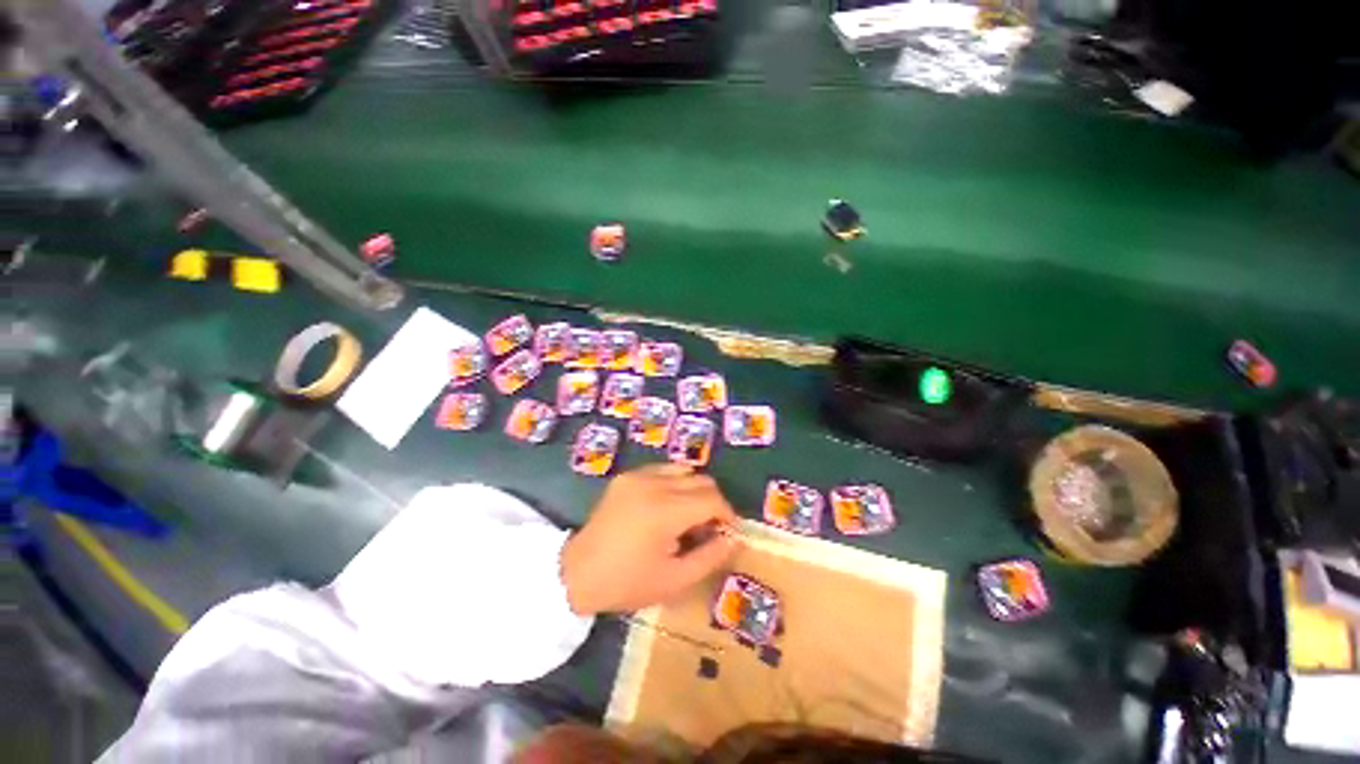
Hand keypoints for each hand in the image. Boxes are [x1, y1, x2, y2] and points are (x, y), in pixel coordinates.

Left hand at [560, 464, 739, 614]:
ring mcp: (638, 475)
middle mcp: (653, 484)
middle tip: (706, 528)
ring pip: (684, 470)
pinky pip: (663, 470)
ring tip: (686, 516)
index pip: (712, 499)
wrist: (577, 572)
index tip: (725, 532)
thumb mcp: (674, 580)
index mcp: (665, 511)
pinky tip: (665, 507)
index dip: (726, 514)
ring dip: (694, 490)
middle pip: (701, 480)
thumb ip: (710, 557)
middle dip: (712, 502)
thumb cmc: (627, 582)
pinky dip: (674, 484)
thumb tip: (733, 538)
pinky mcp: (627, 476)